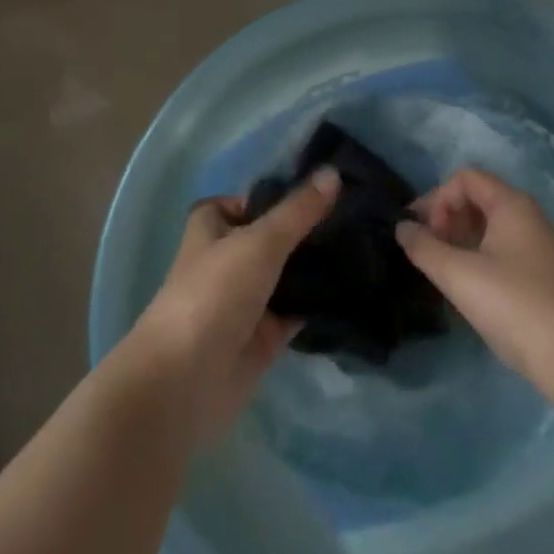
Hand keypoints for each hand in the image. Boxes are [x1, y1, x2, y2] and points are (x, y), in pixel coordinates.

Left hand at [122, 168, 337, 445]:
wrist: (185, 382)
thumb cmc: (213, 294)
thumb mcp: (259, 241)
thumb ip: (298, 211)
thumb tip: (332, 172)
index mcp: (212, 229)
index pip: (245, 202)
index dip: (276, 196)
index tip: (321, 190)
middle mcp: (227, 260)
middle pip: (272, 238)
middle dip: (307, 230)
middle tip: (359, 214)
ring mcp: (245, 301)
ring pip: (287, 275)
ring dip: (317, 266)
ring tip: (368, 244)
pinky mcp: (263, 337)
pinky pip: (297, 311)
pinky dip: (320, 303)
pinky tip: (357, 287)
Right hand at [401, 168, 553, 429]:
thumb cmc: (511, 303)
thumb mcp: (458, 274)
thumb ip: (423, 247)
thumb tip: (402, 227)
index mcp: (513, 204)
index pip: (466, 179)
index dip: (437, 199)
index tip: (423, 233)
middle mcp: (530, 215)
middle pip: (479, 198)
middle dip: (447, 217)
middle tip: (428, 249)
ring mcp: (541, 245)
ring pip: (491, 225)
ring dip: (461, 238)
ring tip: (442, 267)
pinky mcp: (544, 273)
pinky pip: (504, 248)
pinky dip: (479, 254)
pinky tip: (468, 284)